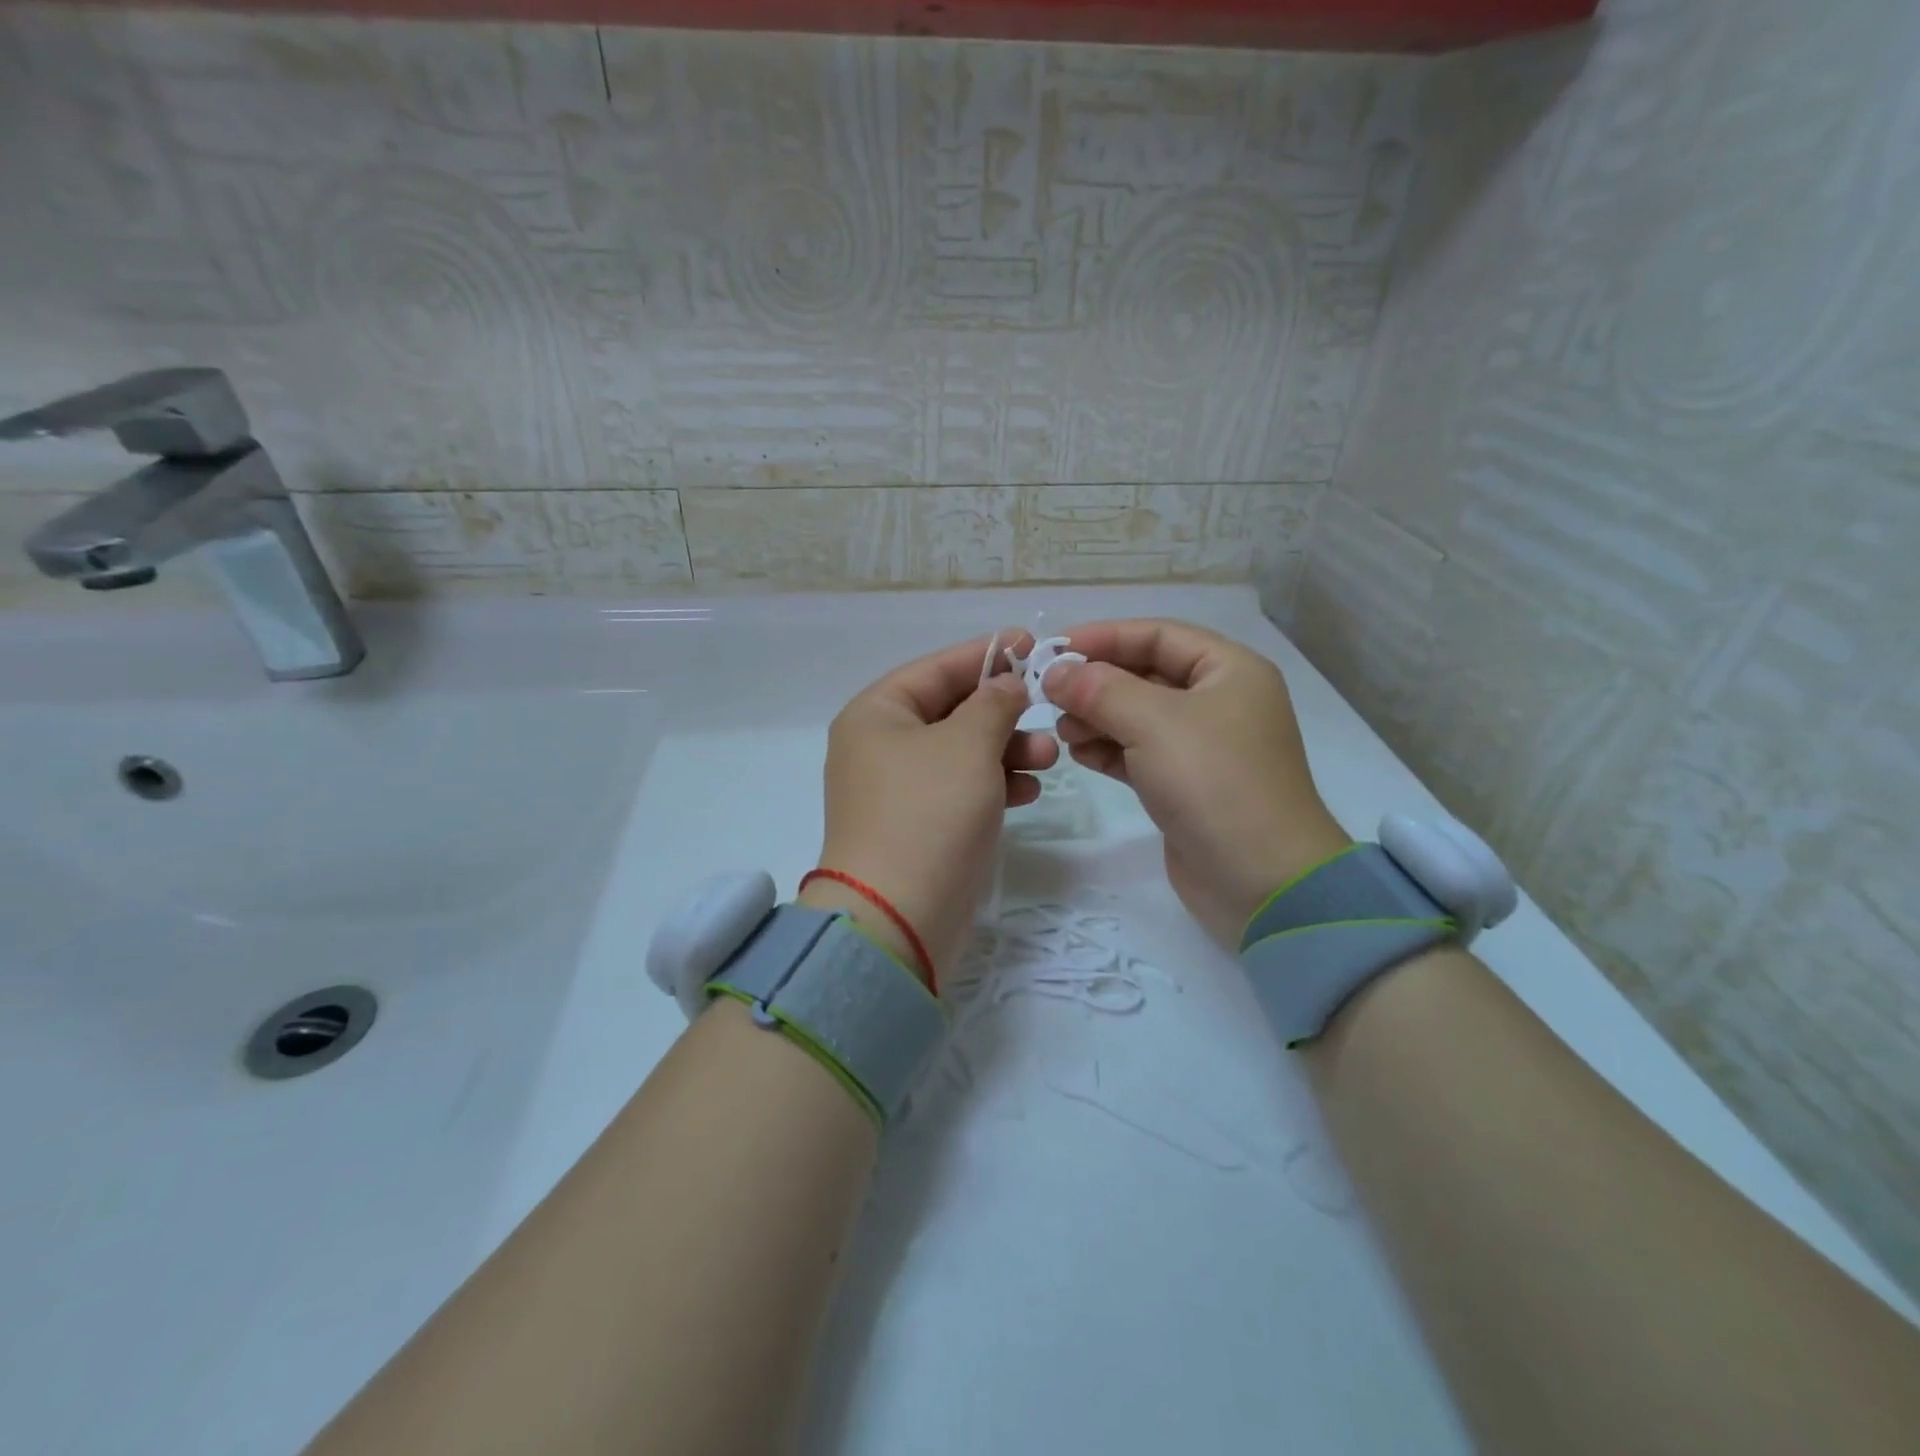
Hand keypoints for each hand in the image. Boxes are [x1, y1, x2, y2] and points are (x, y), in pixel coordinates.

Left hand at [811, 630, 1056, 984]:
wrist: (898, 918)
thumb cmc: (929, 813)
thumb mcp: (967, 745)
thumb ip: (993, 703)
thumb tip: (1006, 682)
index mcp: (876, 715)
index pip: (936, 669)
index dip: (985, 654)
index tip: (1032, 644)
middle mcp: (880, 747)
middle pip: (950, 711)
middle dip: (1002, 711)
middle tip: (1047, 712)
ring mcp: (899, 790)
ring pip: (962, 753)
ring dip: (1006, 750)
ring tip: (1049, 757)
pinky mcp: (919, 827)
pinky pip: (962, 790)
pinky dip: (995, 784)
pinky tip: (1029, 791)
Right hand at [1047, 619, 1350, 948]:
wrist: (1260, 880)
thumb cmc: (1213, 782)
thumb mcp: (1154, 723)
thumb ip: (1099, 690)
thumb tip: (1056, 672)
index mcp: (1228, 670)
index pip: (1159, 635)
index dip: (1105, 636)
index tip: (1054, 650)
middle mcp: (1218, 701)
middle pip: (1145, 674)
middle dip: (1097, 683)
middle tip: (1049, 696)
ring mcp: (1202, 747)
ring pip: (1138, 716)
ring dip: (1097, 717)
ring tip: (1061, 730)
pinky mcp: (1185, 785)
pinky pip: (1138, 753)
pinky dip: (1108, 749)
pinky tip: (1078, 753)